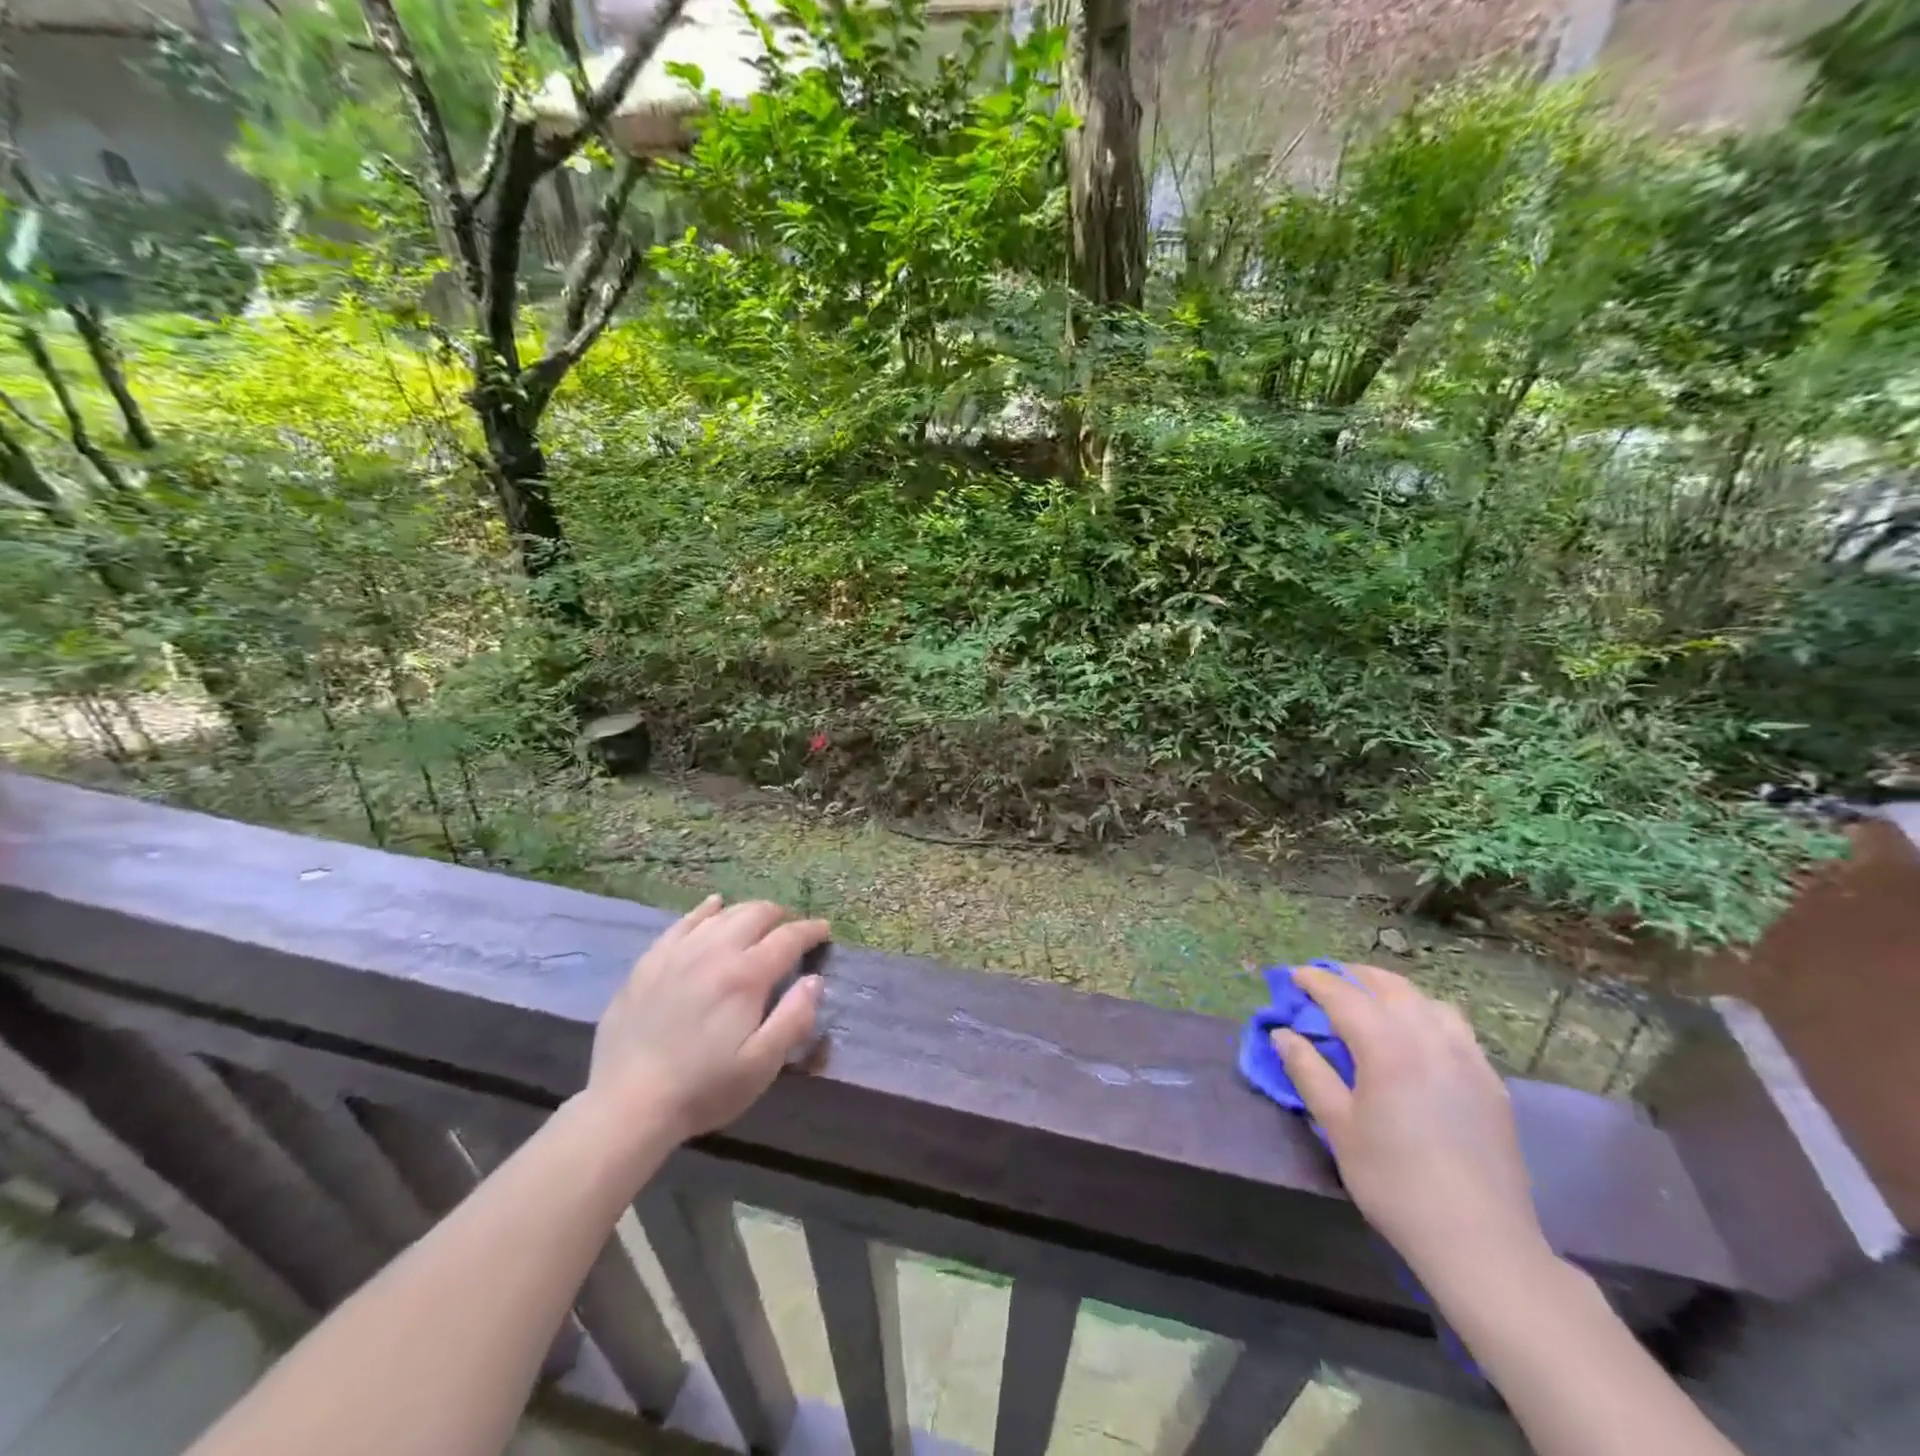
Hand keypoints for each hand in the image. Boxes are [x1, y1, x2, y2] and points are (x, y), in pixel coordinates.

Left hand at [587, 896, 827, 1143]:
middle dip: (780, 916)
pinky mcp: (649, 962)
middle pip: (755, 914)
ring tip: (758, 921)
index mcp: (746, 976)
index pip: (788, 938)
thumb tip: (815, 980)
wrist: (627, 1105)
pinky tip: (712, 906)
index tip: (824, 930)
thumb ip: (794, 1018)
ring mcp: (678, 952)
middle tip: (791, 930)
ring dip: (747, 912)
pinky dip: (704, 910)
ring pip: (721, 914)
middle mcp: (714, 951)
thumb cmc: (703, 1089)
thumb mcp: (761, 1065)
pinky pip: (683, 922)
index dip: (810, 931)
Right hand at [1272, 963, 1547, 1287]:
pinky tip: (1417, 1037)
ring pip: (1427, 1001)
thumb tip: (1282, 1034)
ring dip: (1394, 992)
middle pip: (1389, 987)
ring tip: (1372, 1003)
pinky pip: (1455, 1028)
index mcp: (1387, 1047)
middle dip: (1354, 976)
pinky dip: (1427, 1015)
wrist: (1479, 1241)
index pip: (1344, 995)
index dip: (1315, 981)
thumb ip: (1308, 1072)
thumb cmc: (1394, 1182)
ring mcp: (1467, 1058)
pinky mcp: (1491, 1081)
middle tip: (1327, 982)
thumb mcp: (1338, 1127)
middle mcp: (1429, 1039)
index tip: (1293, 976)